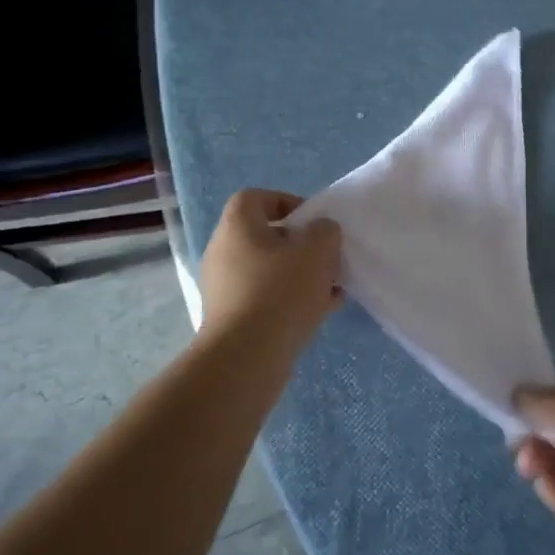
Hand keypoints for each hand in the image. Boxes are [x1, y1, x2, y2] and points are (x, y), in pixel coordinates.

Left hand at [199, 190, 341, 351]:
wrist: (246, 357)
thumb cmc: (281, 291)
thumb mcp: (317, 251)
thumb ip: (325, 232)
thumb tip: (320, 232)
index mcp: (237, 226)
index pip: (256, 198)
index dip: (287, 202)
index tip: (313, 222)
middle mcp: (223, 252)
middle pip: (266, 236)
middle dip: (301, 246)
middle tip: (327, 258)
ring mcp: (224, 287)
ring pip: (269, 270)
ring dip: (300, 275)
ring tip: (330, 289)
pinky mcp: (231, 318)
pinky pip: (265, 298)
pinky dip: (290, 300)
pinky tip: (319, 312)